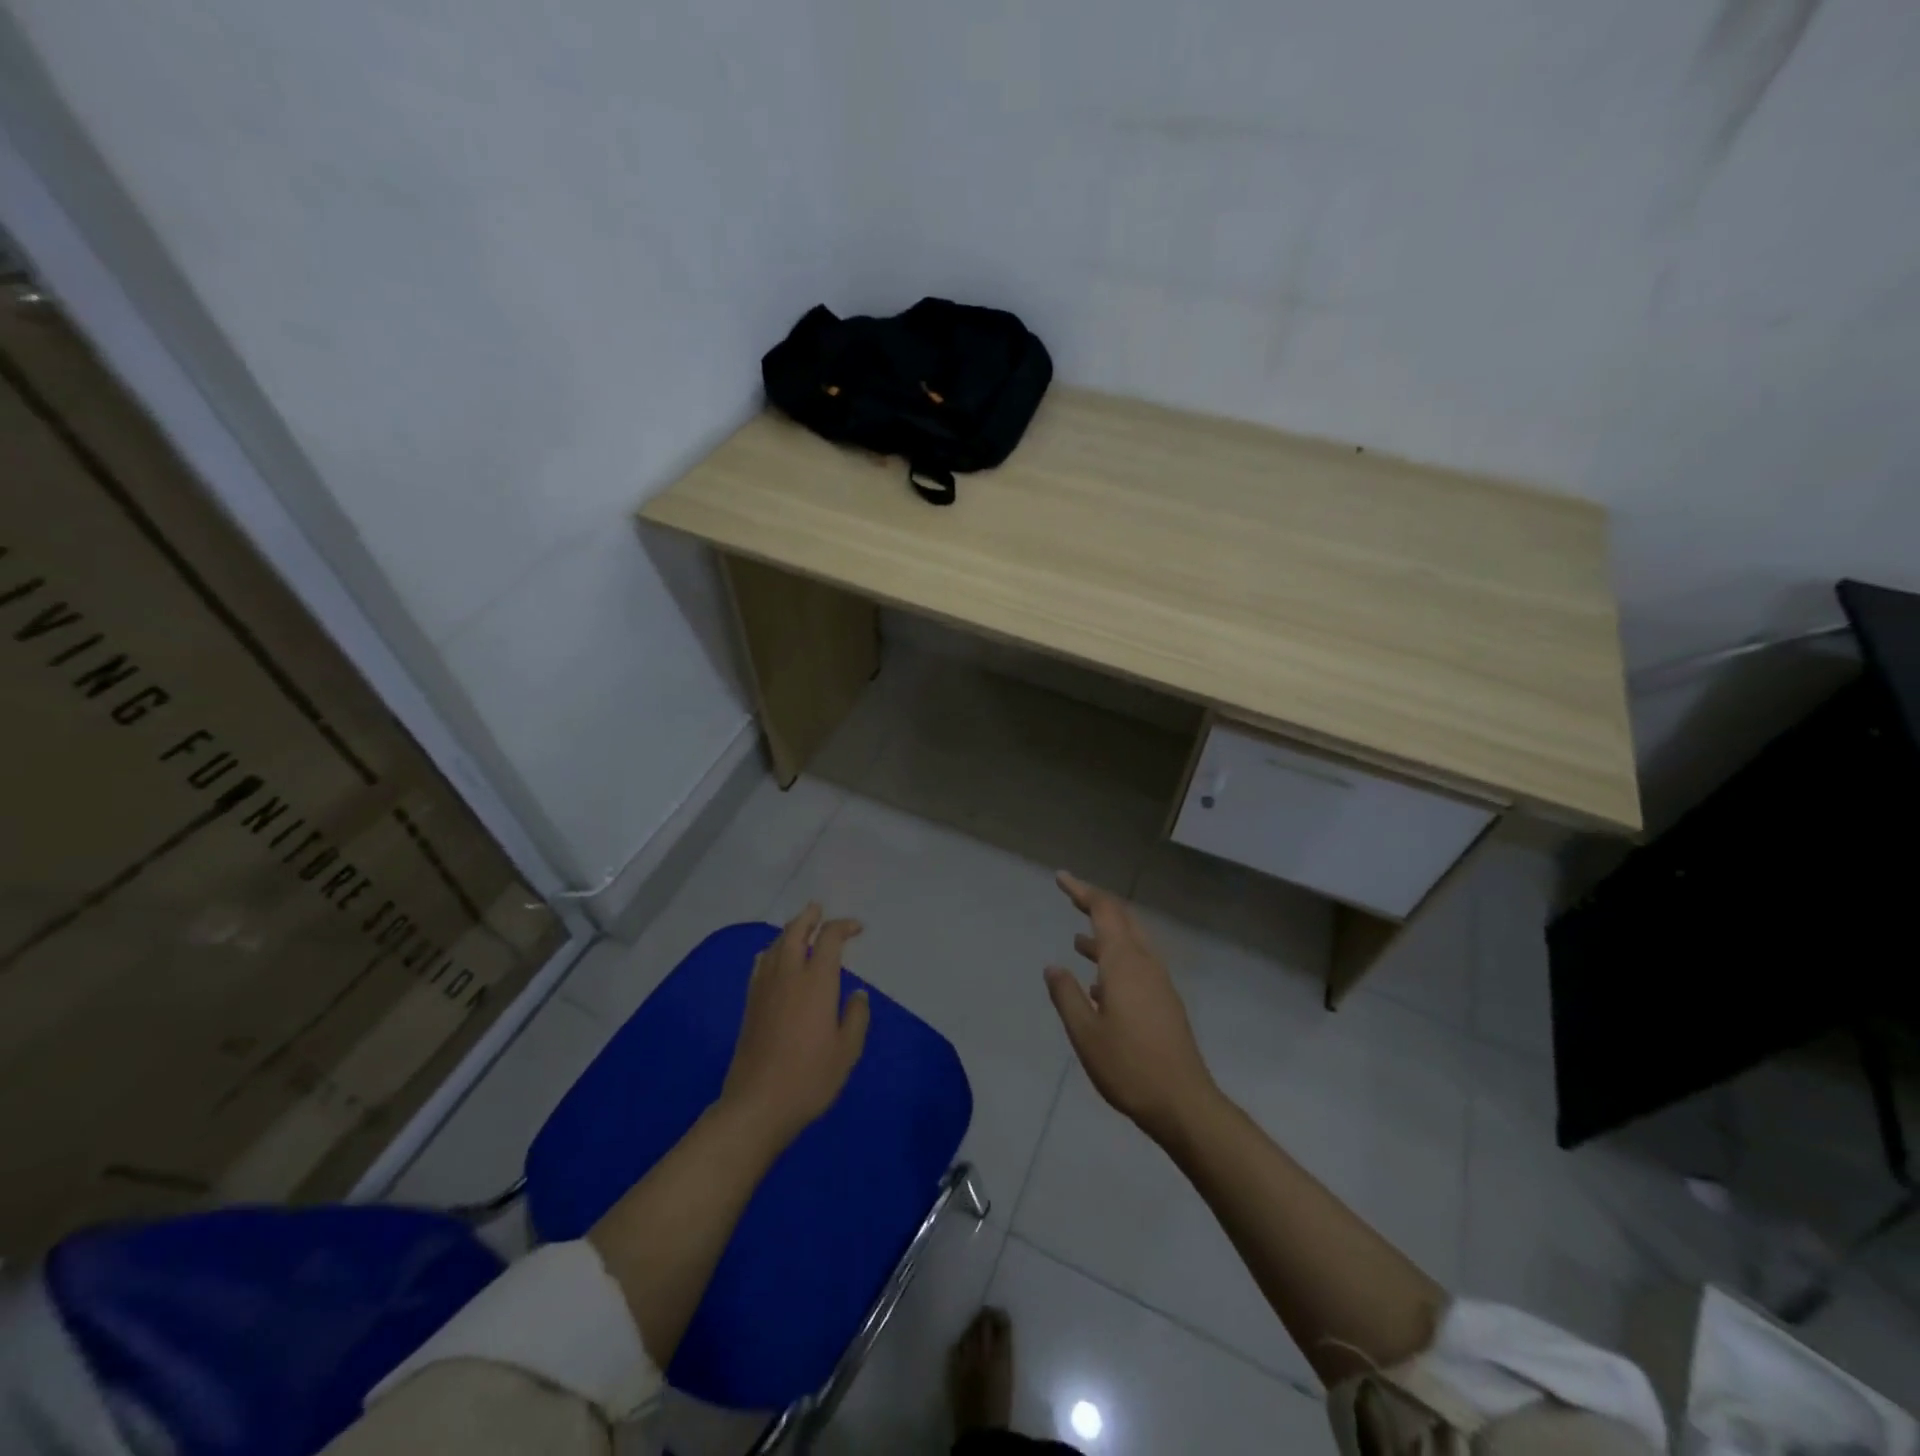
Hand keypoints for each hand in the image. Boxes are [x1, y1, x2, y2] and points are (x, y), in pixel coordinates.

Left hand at [720, 904, 870, 1150]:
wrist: (757, 1104)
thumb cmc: (809, 1078)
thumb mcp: (847, 1051)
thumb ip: (856, 1017)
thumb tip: (857, 994)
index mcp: (816, 982)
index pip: (829, 939)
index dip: (843, 926)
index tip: (857, 928)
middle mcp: (788, 976)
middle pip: (795, 932)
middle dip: (809, 917)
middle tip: (818, 908)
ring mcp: (765, 988)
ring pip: (776, 945)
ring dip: (790, 930)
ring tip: (800, 927)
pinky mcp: (750, 1004)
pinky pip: (761, 964)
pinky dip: (772, 951)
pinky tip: (774, 957)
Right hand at [1044, 871, 1217, 1143]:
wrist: (1183, 1103)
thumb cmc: (1128, 1067)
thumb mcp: (1085, 1033)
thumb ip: (1066, 995)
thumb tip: (1053, 967)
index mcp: (1124, 963)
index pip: (1104, 910)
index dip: (1082, 891)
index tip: (1060, 878)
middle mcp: (1145, 963)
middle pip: (1123, 919)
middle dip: (1096, 904)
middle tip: (1070, 897)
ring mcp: (1159, 982)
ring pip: (1132, 942)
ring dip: (1106, 933)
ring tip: (1077, 940)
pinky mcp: (1165, 1001)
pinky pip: (1138, 963)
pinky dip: (1116, 958)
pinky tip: (1098, 984)